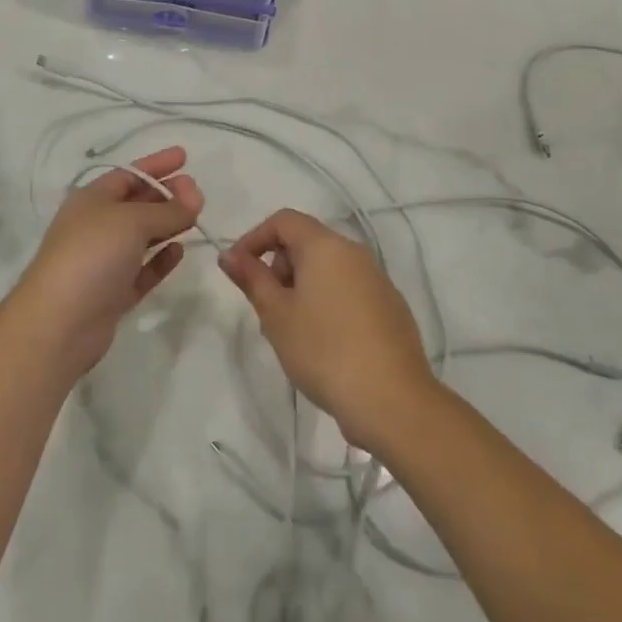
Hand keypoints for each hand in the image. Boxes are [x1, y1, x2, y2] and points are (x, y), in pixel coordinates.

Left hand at [11, 146, 203, 380]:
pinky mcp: (113, 293)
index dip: (156, 164)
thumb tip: (195, 196)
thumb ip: (168, 209)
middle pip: (136, 203)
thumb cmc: (91, 255)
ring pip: (141, 236)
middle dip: (166, 194)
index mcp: (91, 200)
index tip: (184, 156)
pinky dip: (160, 259)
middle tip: (198, 191)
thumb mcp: (132, 221)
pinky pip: (142, 269)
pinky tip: (180, 251)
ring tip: (196, 216)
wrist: (59, 322)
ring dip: (167, 224)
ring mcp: (104, 262)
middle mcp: (95, 226)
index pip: (128, 174)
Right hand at [219, 208, 438, 449]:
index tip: (238, 270)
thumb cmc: (324, 351)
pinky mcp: (391, 307)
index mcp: (326, 246)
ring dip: (302, 287)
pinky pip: (349, 290)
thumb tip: (228, 254)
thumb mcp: (277, 315)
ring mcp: (378, 280)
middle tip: (267, 308)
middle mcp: (355, 253)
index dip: (254, 238)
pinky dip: (328, 302)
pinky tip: (325, 343)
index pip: (283, 221)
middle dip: (279, 266)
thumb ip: (252, 278)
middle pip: (307, 242)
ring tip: (293, 331)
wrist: (393, 401)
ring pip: (328, 269)